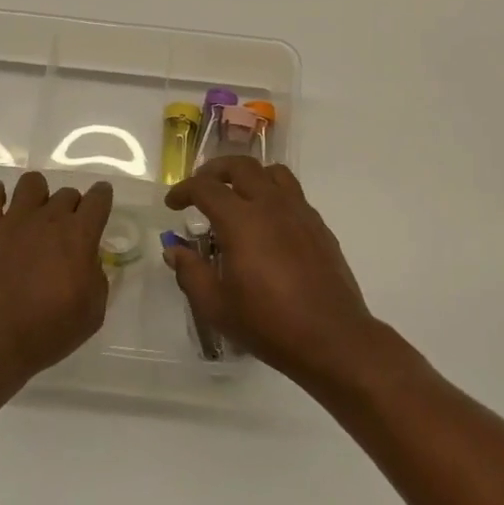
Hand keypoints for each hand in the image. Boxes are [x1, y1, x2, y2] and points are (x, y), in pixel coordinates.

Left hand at [0, 170, 113, 388]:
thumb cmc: (49, 331)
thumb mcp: (93, 311)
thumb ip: (97, 277)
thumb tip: (88, 260)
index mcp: (80, 235)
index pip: (98, 198)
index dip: (102, 198)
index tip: (100, 205)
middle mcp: (50, 218)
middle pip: (67, 192)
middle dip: (72, 207)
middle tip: (65, 232)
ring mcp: (15, 220)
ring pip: (32, 182)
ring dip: (38, 195)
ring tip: (34, 216)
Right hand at [163, 156, 386, 390]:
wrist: (331, 338)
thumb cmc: (267, 323)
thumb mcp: (215, 306)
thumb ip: (190, 272)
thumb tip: (174, 249)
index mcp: (242, 221)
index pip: (206, 188)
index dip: (184, 190)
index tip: (172, 204)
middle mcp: (271, 206)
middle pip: (241, 166)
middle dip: (215, 171)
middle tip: (201, 188)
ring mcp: (300, 213)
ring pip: (272, 173)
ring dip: (249, 176)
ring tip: (237, 195)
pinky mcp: (318, 226)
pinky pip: (293, 194)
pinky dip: (272, 194)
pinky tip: (266, 223)